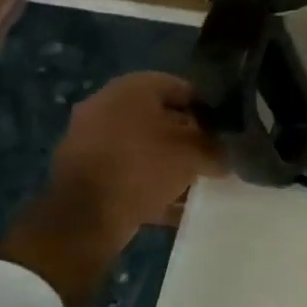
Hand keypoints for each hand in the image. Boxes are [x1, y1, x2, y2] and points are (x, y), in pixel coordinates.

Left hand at [48, 72, 224, 242]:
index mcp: (132, 88)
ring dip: (166, 162)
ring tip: (192, 183)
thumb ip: (216, 149)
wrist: (83, 217)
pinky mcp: (81, 171)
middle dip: (186, 137)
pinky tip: (170, 204)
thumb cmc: (143, 167)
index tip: (222, 132)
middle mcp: (106, 104)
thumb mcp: (194, 154)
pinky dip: (146, 183)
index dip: (207, 109)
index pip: (182, 88)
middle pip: (160, 117)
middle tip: (208, 156)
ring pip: (142, 146)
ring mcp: (89, 138)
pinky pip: (125, 171)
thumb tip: (226, 155)